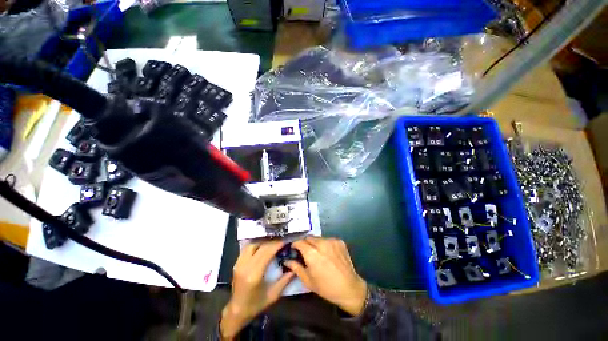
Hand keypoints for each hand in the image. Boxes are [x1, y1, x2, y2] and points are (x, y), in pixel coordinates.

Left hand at [220, 240, 294, 339]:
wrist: (237, 311)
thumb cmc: (256, 305)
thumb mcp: (273, 295)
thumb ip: (285, 280)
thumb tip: (295, 268)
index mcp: (254, 275)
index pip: (267, 253)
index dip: (277, 245)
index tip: (285, 241)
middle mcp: (245, 266)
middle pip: (260, 247)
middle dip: (272, 242)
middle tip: (281, 240)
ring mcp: (239, 264)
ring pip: (252, 245)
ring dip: (263, 241)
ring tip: (272, 241)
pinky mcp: (236, 263)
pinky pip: (246, 248)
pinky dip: (256, 244)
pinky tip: (262, 245)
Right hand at [286, 237, 367, 316]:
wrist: (349, 288)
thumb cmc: (326, 287)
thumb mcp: (308, 280)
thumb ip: (296, 267)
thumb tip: (287, 260)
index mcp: (312, 254)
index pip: (299, 242)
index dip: (295, 244)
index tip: (294, 249)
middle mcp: (322, 243)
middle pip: (309, 238)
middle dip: (305, 243)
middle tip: (306, 252)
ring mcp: (332, 241)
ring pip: (318, 238)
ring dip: (315, 243)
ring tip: (318, 253)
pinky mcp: (339, 241)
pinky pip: (328, 239)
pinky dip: (325, 244)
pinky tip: (328, 254)